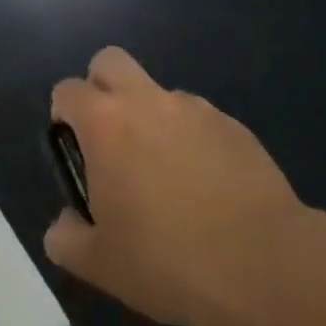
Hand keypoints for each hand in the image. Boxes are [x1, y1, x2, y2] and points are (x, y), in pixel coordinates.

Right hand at [43, 47, 308, 325]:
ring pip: (159, 93)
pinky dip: (191, 141)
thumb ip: (66, 238)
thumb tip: (65, 224)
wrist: (261, 265)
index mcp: (106, 124)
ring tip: (166, 177)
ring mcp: (196, 109)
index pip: (68, 90)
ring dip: (151, 118)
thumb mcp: (98, 264)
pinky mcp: (234, 126)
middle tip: (109, 138)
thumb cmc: (167, 260)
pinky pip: (200, 120)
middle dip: (101, 86)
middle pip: (111, 61)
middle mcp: (149, 102)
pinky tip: (206, 188)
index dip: (63, 113)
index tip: (72, 148)